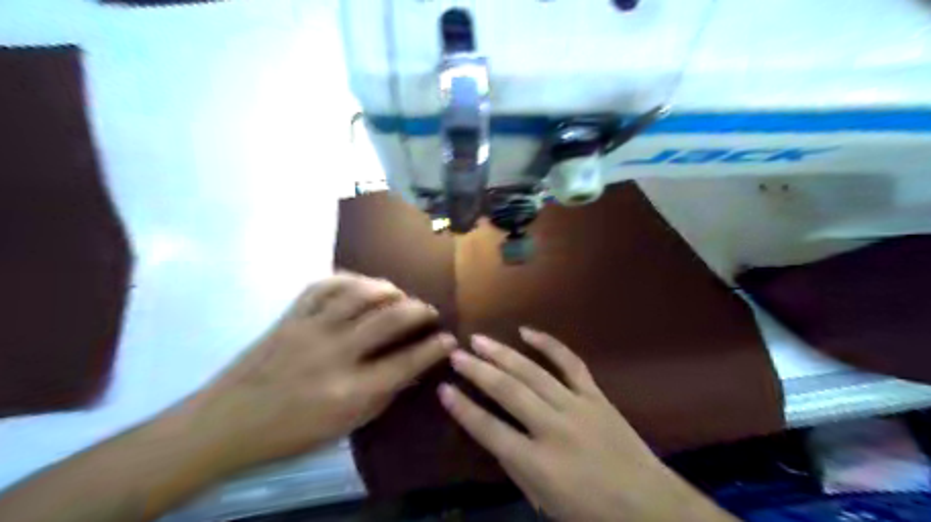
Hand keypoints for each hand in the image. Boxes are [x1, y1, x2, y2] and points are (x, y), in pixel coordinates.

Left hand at [176, 275, 456, 475]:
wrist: (226, 422)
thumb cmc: (290, 433)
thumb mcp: (344, 426)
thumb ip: (382, 395)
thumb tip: (412, 369)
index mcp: (350, 390)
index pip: (407, 362)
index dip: (435, 348)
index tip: (450, 339)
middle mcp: (335, 354)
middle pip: (390, 319)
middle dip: (419, 310)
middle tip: (429, 310)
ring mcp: (311, 329)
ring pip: (360, 294)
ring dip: (388, 289)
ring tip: (400, 294)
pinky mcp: (291, 316)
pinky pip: (324, 285)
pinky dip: (349, 279)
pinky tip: (362, 284)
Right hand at [440, 328, 738, 521]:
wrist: (650, 506)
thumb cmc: (591, 512)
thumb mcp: (544, 501)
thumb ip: (516, 467)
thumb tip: (496, 436)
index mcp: (537, 463)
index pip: (489, 430)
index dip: (462, 409)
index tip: (444, 389)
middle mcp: (553, 429)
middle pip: (508, 392)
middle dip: (477, 371)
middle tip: (456, 354)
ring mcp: (576, 407)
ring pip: (533, 372)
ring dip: (502, 353)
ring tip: (479, 339)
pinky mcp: (595, 395)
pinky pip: (570, 362)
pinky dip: (548, 344)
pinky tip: (527, 331)